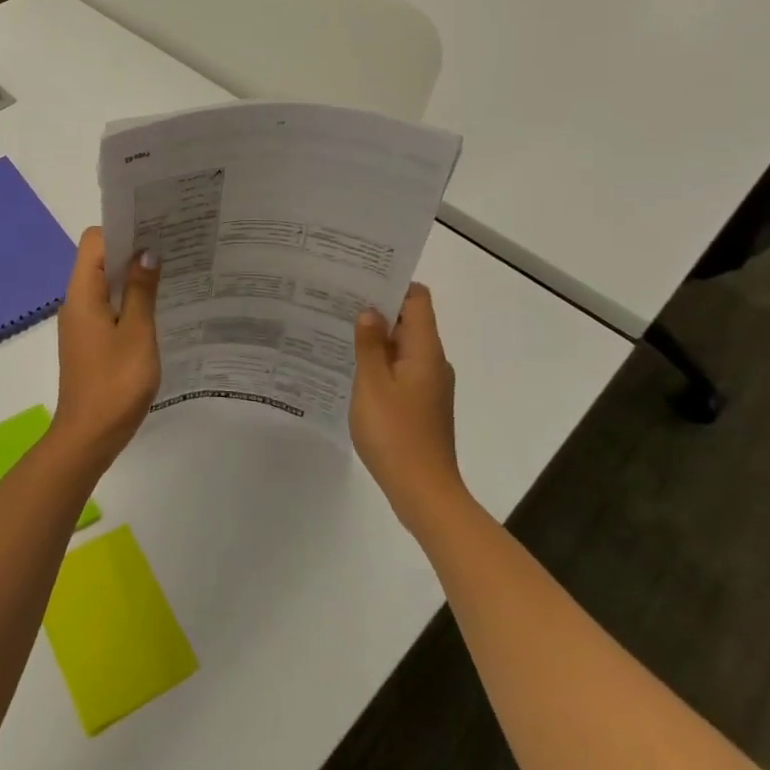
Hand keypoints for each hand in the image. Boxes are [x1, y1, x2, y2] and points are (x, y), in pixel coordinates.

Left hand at [50, 227, 160, 469]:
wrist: (88, 437)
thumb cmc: (115, 384)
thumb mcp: (137, 334)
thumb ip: (140, 291)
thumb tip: (146, 252)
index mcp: (82, 294)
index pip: (94, 241)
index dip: (121, 229)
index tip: (154, 228)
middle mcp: (76, 302)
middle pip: (98, 259)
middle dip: (131, 249)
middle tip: (170, 245)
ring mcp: (81, 322)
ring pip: (104, 283)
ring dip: (130, 275)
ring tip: (169, 271)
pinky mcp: (89, 340)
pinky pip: (107, 306)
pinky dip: (127, 299)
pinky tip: (155, 307)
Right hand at [350, 284, 464, 531]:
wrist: (423, 492)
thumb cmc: (395, 433)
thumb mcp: (372, 384)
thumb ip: (369, 345)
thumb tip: (369, 311)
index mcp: (425, 351)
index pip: (417, 299)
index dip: (393, 283)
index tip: (360, 277)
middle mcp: (433, 362)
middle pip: (410, 321)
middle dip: (378, 308)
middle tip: (338, 299)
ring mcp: (429, 385)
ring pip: (402, 347)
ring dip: (376, 337)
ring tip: (337, 329)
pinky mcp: (421, 405)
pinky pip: (400, 370)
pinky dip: (380, 362)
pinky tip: (351, 368)